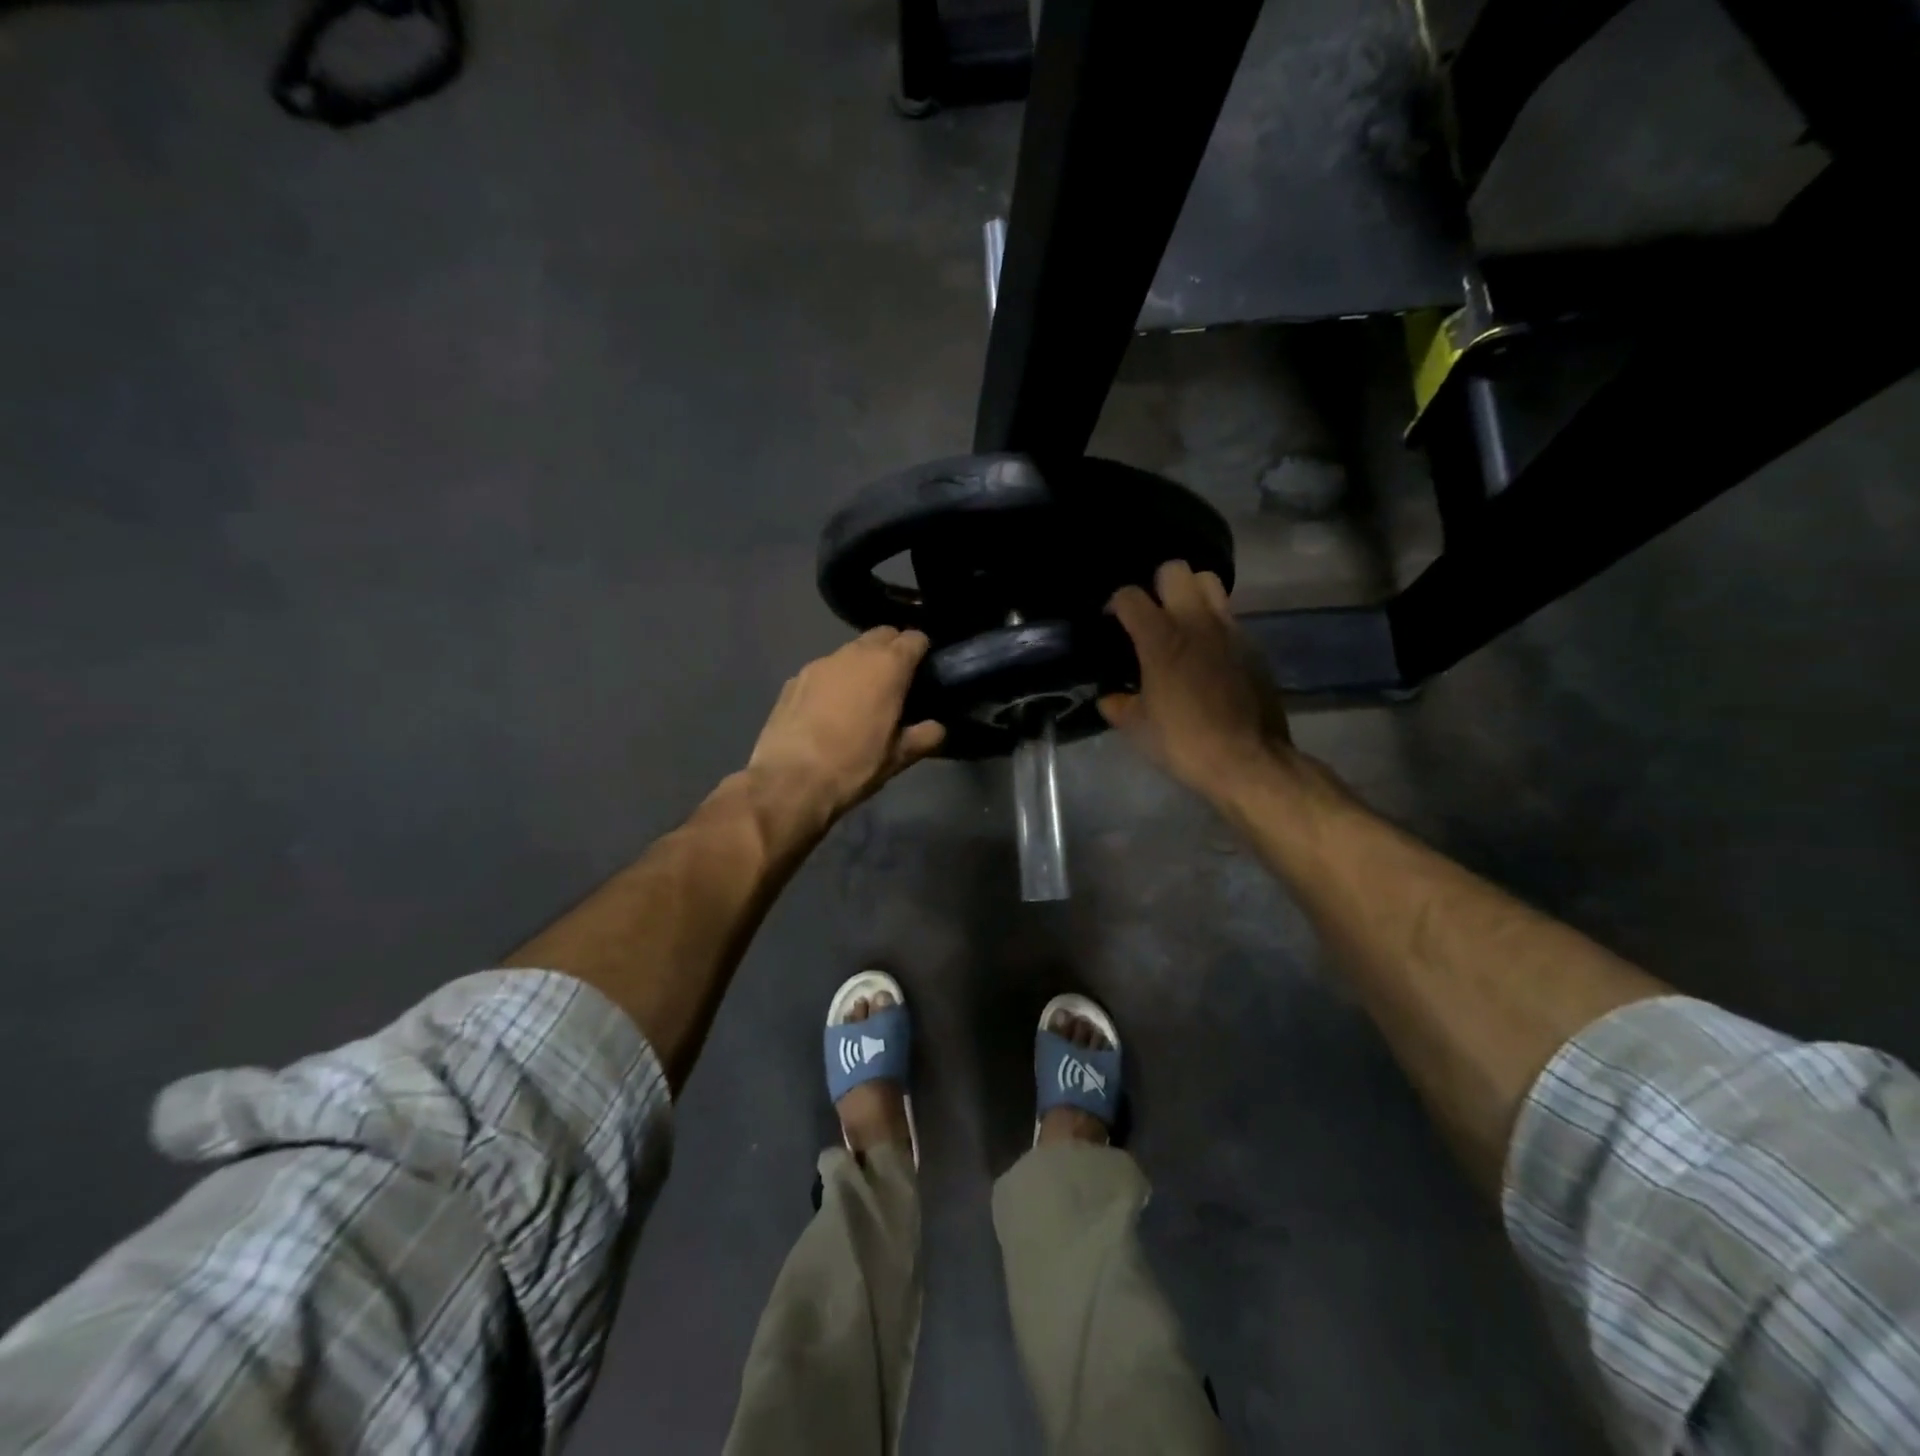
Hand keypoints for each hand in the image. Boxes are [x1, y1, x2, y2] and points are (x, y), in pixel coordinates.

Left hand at [746, 627, 945, 827]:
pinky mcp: (794, 679)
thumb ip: (924, 736)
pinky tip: (829, 710)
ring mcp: (820, 663)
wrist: (789, 780)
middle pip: (881, 635)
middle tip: (896, 681)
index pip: (914, 638)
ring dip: (861, 665)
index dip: (922, 651)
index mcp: (887, 667)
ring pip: (850, 652)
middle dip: (892, 650)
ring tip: (862, 697)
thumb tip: (938, 728)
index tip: (925, 670)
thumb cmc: (854, 766)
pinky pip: (824, 671)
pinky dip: (833, 681)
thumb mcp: (898, 758)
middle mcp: (854, 654)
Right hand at [1099, 561, 1291, 802]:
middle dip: (1157, 584)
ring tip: (1181, 622)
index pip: (1130, 596)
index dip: (1115, 604)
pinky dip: (1213, 624)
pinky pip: (1229, 617)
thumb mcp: (1137, 728)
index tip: (1111, 621)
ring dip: (1191, 594)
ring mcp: (1230, 630)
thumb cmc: (1184, 742)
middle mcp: (1196, 622)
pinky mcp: (1253, 646)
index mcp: (1161, 638)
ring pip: (1209, 583)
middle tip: (1150, 613)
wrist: (1247, 760)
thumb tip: (1109, 698)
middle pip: (1176, 570)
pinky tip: (1207, 653)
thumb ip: (1118, 705)